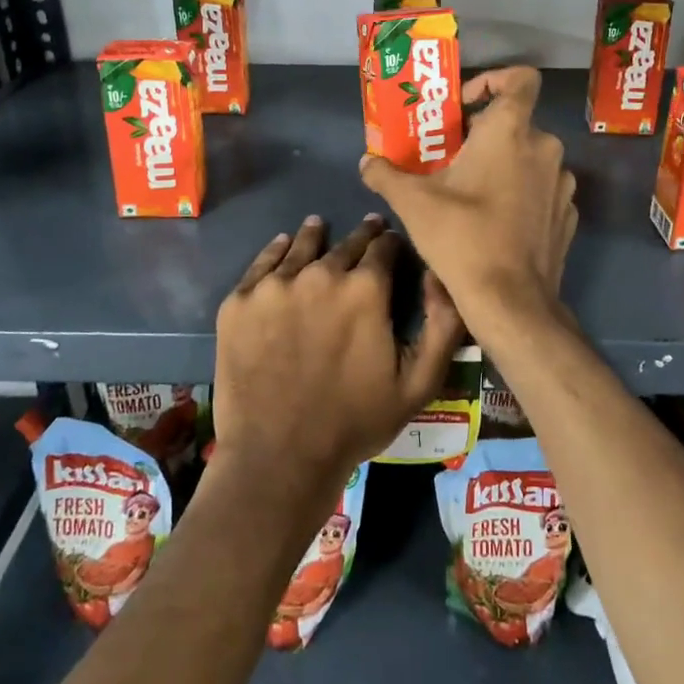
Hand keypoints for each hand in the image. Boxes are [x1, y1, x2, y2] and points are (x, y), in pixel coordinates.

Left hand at [213, 215, 461, 492]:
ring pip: (301, 245)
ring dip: (315, 235)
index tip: (394, 245)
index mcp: (365, 289)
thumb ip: (443, 324)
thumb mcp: (419, 383)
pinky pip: (262, 263)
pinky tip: (282, 245)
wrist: (278, 457)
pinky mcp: (239, 301)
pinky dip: (276, 250)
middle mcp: (320, 273)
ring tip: (318, 226)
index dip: (393, 244)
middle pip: (346, 243)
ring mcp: (274, 285)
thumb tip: (439, 274)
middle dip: (362, 237)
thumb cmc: (355, 422)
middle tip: (368, 229)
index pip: (385, 247)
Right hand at [358, 66, 576, 337]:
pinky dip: (522, 193)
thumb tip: (367, 162)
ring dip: (503, 164)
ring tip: (471, 191)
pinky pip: (542, 189)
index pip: (521, 79)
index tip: (465, 106)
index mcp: (510, 131)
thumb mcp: (413, 203)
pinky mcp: (568, 214)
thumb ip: (386, 174)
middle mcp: (544, 148)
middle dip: (483, 134)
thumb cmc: (462, 237)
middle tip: (450, 157)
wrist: (511, 300)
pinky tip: (496, 220)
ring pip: (530, 157)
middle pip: (516, 122)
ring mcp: (562, 183)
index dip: (494, 79)